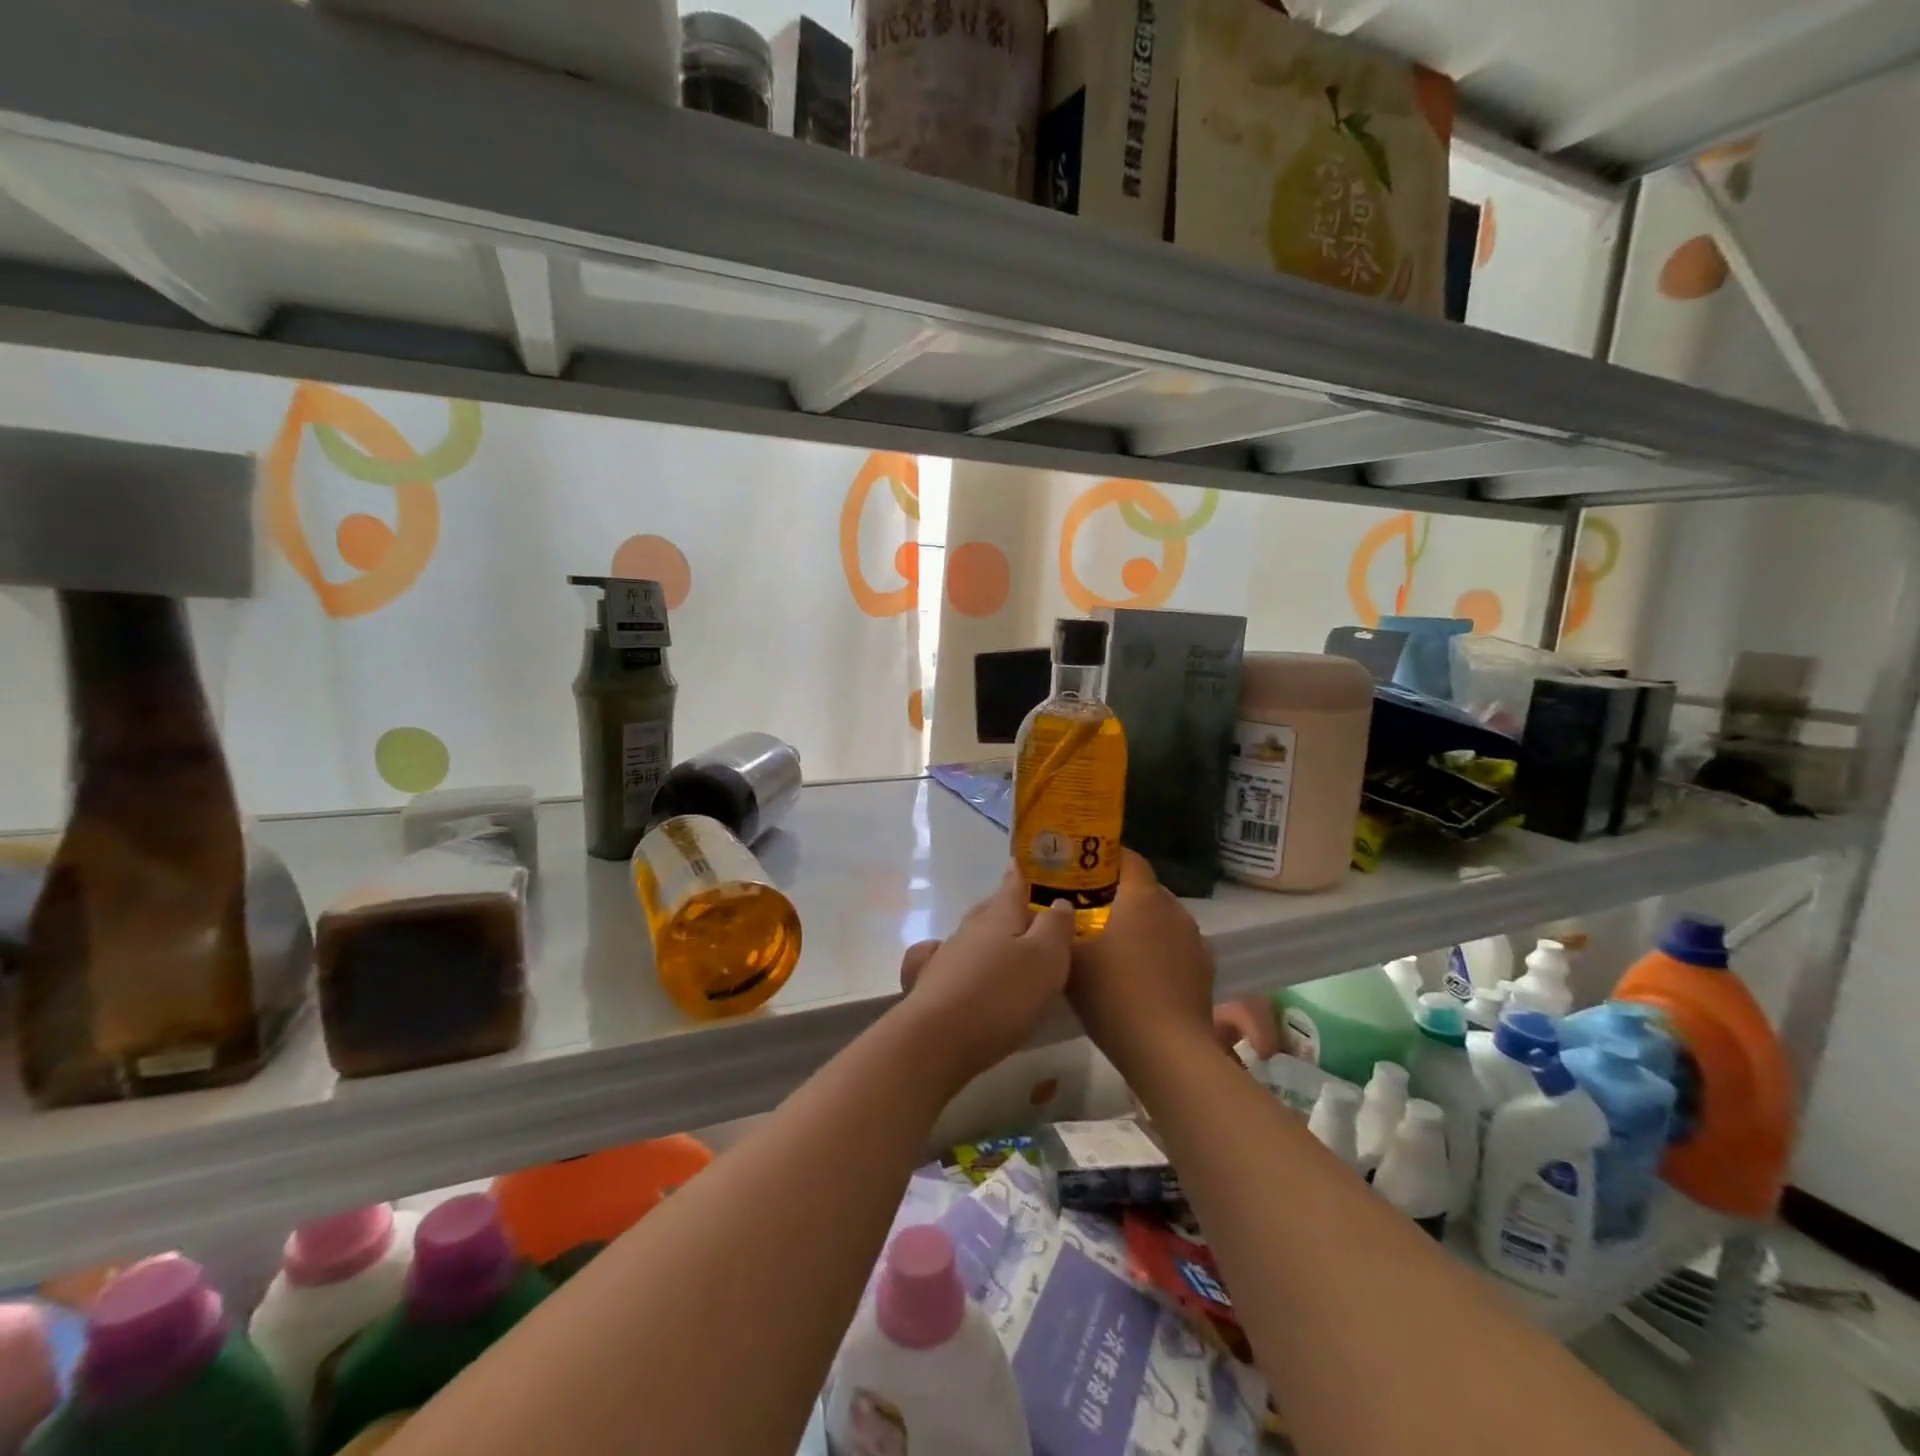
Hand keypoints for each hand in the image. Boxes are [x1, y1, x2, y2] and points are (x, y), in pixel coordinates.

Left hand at [895, 864, 1074, 1086]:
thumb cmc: (1002, 996)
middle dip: (1007, 905)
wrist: (939, 1037)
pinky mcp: (928, 983)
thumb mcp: (1046, 959)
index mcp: (1000, 916)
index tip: (1027, 862)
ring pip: (970, 935)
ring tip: (1004, 944)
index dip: (1023, 873)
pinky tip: (954, 965)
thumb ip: (1055, 927)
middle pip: (991, 909)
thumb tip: (1058, 902)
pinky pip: (941, 959)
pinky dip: (953, 958)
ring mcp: (945, 955)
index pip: (1014, 884)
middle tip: (1026, 909)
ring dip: (986, 935)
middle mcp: (970, 928)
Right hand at [1067, 851, 1215, 1078]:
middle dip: (1119, 896)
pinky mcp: (1204, 969)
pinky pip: (1175, 947)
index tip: (1081, 870)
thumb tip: (1053, 910)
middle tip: (1089, 912)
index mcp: (1142, 896)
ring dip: (1141, 925)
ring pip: (1161, 919)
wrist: (1167, 1050)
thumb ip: (1058, 927)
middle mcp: (1173, 908)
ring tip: (1115, 947)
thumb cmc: (1113, 993)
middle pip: (1144, 889)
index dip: (1104, 859)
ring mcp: (1194, 939)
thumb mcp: (1070, 958)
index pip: (1128, 858)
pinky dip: (1159, 952)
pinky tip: (1141, 977)